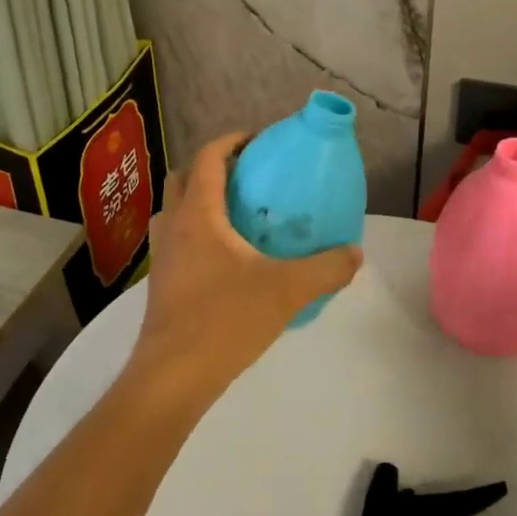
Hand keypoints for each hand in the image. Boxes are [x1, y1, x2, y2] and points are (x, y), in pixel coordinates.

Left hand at [122, 132, 362, 413]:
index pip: (208, 158)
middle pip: (183, 178)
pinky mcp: (161, 283)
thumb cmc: (225, 320)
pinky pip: (177, 240)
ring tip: (236, 214)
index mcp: (199, 214)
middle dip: (211, 168)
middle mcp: (174, 226)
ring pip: (175, 210)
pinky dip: (196, 233)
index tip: (258, 139)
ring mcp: (162, 256)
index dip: (231, 141)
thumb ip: (326, 268)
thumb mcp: (287, 290)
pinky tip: (226, 259)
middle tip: (247, 176)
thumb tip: (355, 253)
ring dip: (199, 200)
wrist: (173, 376)